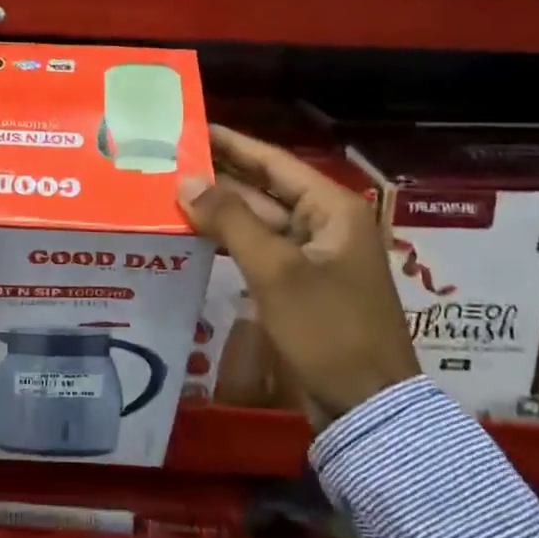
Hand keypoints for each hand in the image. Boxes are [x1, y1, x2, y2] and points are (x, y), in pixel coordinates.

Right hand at [179, 125, 417, 426]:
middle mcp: (326, 224)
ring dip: (222, 209)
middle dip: (221, 176)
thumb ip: (230, 220)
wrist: (366, 409)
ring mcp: (314, 256)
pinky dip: (231, 241)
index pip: (274, 162)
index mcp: (333, 209)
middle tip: (172, 160)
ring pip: (261, 221)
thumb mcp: (276, 271)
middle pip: (266, 189)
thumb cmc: (327, 329)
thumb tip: (186, 182)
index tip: (192, 128)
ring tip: (172, 191)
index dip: (233, 143)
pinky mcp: (301, 285)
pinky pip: (261, 250)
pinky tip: (195, 233)